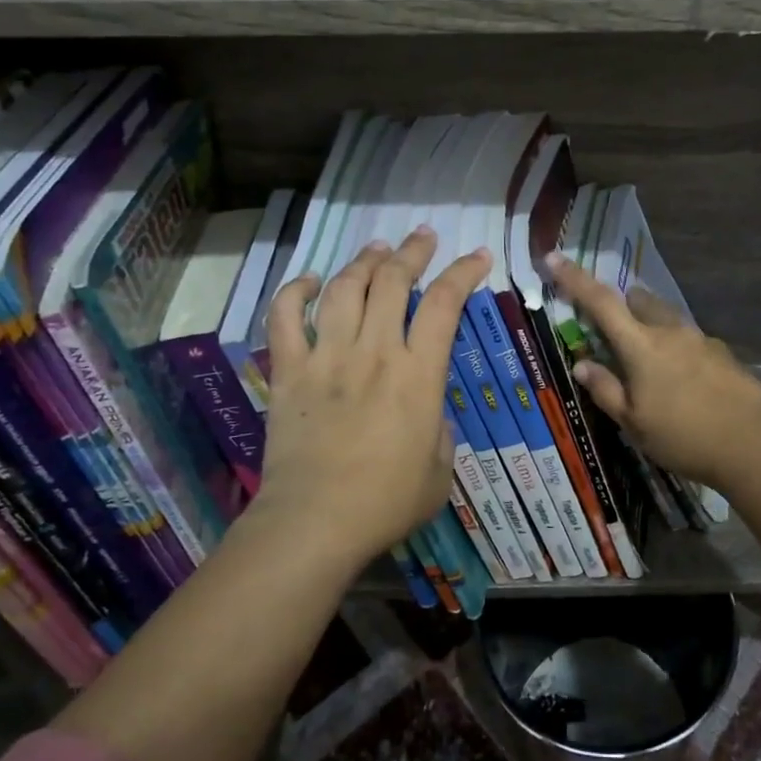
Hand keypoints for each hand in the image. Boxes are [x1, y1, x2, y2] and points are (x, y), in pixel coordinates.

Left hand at [252, 227, 489, 568]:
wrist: (315, 523)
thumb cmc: (387, 502)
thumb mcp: (440, 468)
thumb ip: (440, 428)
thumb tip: (428, 410)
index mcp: (417, 375)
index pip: (445, 304)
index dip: (463, 272)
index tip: (476, 256)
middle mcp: (373, 352)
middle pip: (392, 281)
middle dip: (411, 252)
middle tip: (422, 236)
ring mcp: (326, 357)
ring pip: (344, 289)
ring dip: (363, 261)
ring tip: (377, 249)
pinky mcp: (289, 372)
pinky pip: (284, 319)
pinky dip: (296, 292)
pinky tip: (311, 281)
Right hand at [545, 253, 760, 492]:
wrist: (755, 445)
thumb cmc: (684, 436)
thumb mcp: (634, 423)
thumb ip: (606, 390)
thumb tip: (583, 364)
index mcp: (642, 345)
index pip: (601, 302)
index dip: (575, 279)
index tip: (554, 257)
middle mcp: (671, 331)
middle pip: (640, 301)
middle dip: (623, 306)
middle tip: (614, 333)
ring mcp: (701, 340)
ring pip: (668, 319)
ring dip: (652, 327)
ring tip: (651, 366)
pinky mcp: (724, 355)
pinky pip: (691, 340)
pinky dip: (677, 350)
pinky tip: (684, 384)